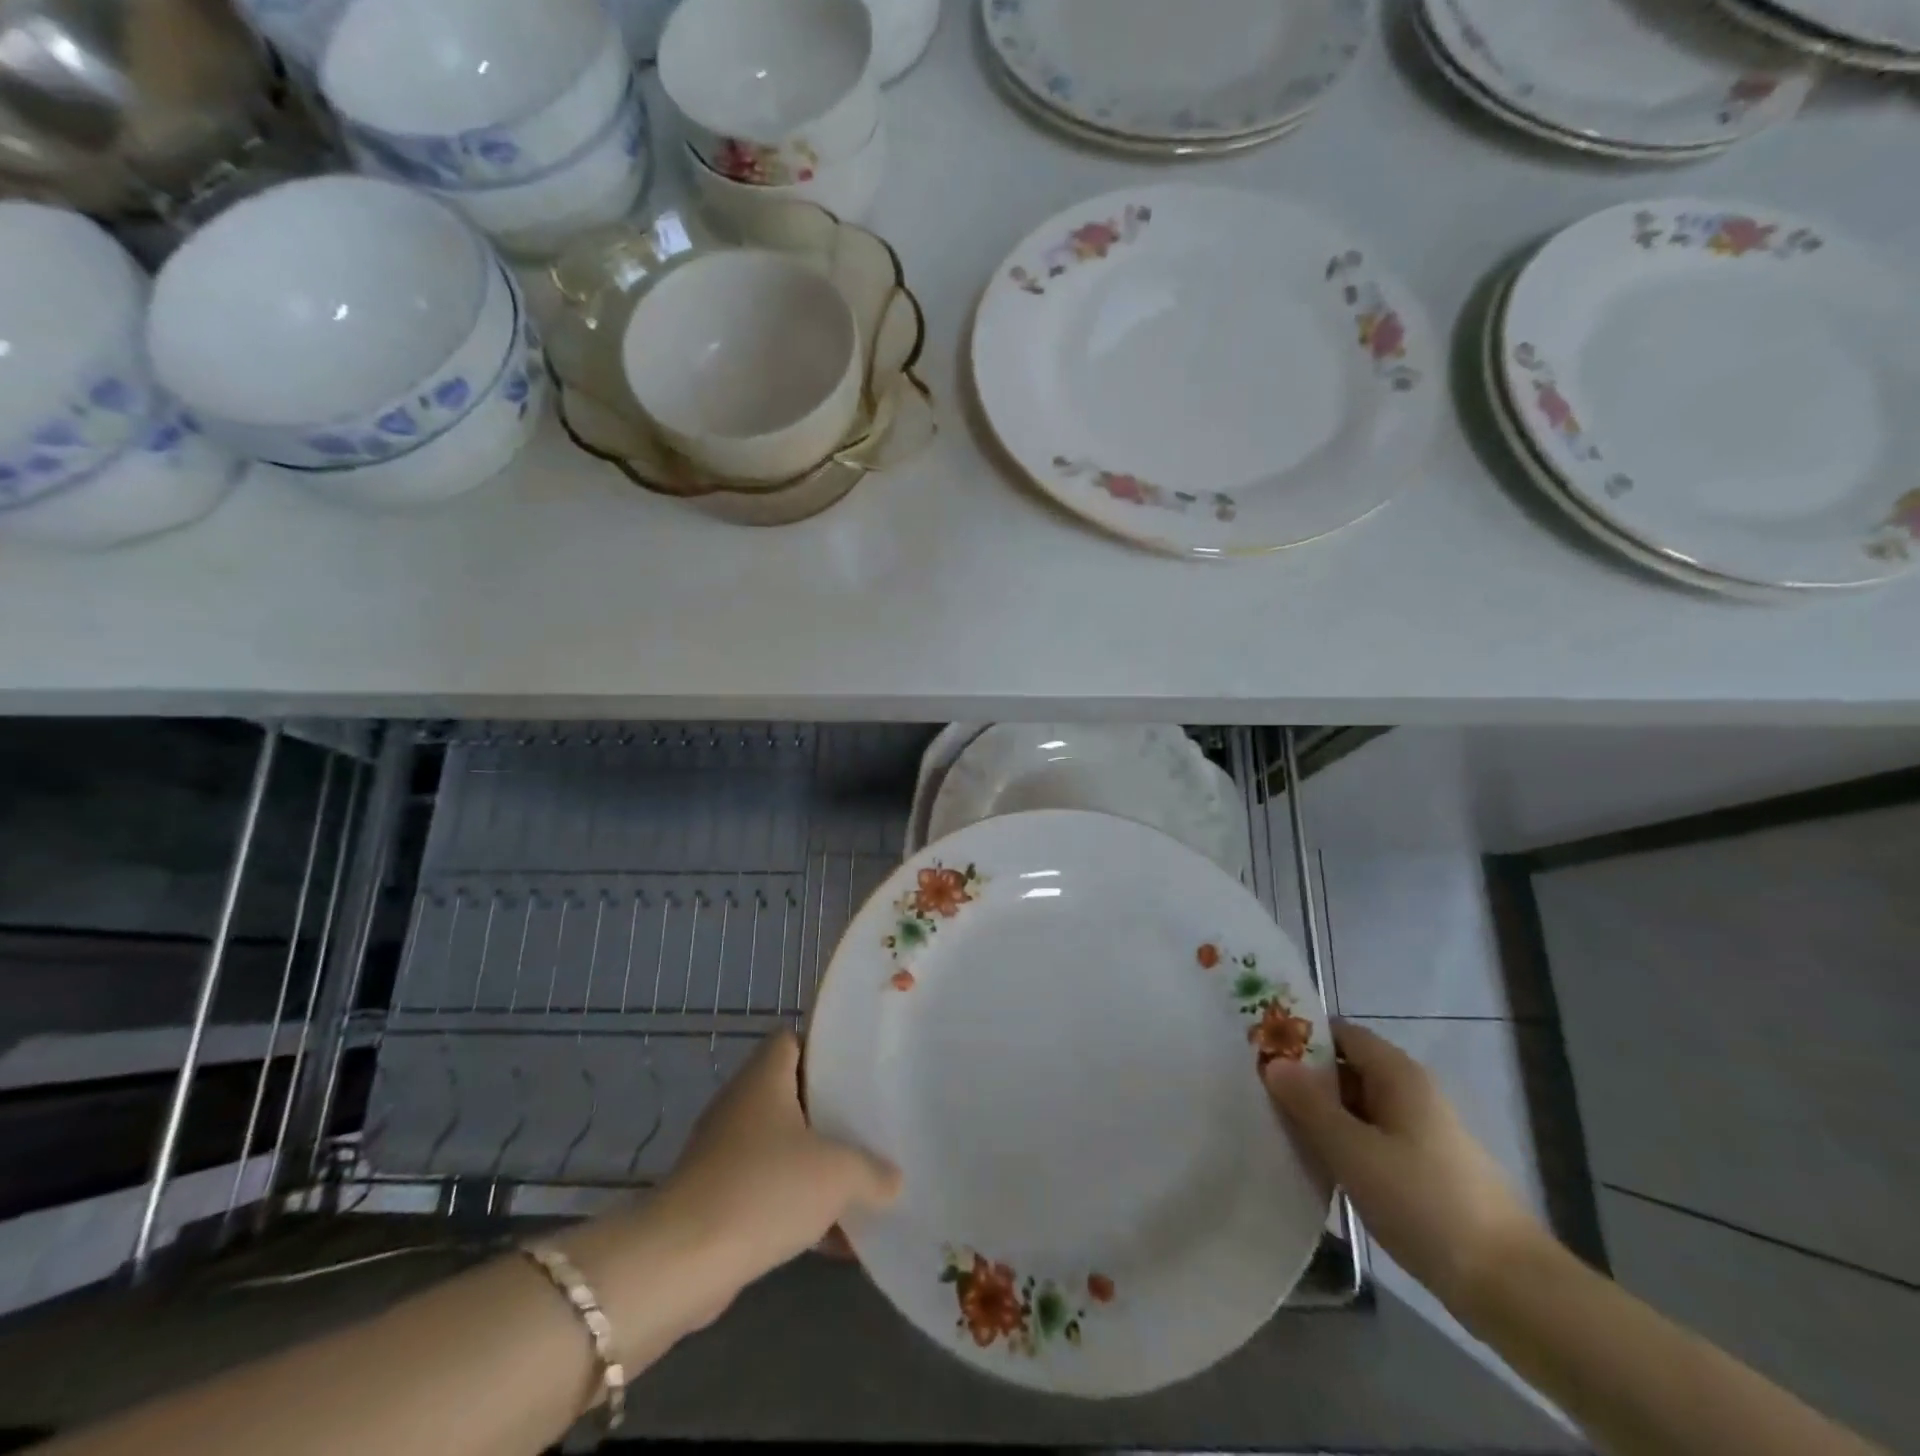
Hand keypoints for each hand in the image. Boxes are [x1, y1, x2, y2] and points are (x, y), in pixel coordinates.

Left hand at [658, 1031, 900, 1286]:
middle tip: (870, 1124)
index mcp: (764, 1077)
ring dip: (813, 1164)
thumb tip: (893, 1179)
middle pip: (790, 1094)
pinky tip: (833, 1238)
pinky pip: (765, 1189)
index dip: (824, 1049)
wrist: (682, 1262)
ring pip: (779, 1145)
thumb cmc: (764, 1189)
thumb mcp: (837, 1174)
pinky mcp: (715, 1198)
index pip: (793, 1039)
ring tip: (859, 1180)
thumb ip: (873, 1171)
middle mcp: (740, 1104)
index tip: (859, 1070)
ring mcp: (723, 1152)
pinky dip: (795, 1205)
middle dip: (829, 1112)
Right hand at [1264, 1021, 1548, 1311]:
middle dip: (1306, 1079)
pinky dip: (1345, 1145)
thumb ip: (1309, 1104)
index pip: (1341, 1033)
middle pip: (1348, 1069)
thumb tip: (1273, 1063)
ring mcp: (1422, 1133)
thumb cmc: (1425, 1203)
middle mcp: (1412, 1093)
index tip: (1260, 1052)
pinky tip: (1319, 1168)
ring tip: (1278, 1131)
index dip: (1301, 1036)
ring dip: (1322, 1116)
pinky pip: (1373, 1140)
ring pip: (1358, 1108)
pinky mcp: (1426, 1170)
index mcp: (1399, 1075)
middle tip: (1259, 1095)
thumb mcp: (1353, 1151)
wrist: (1511, 1288)